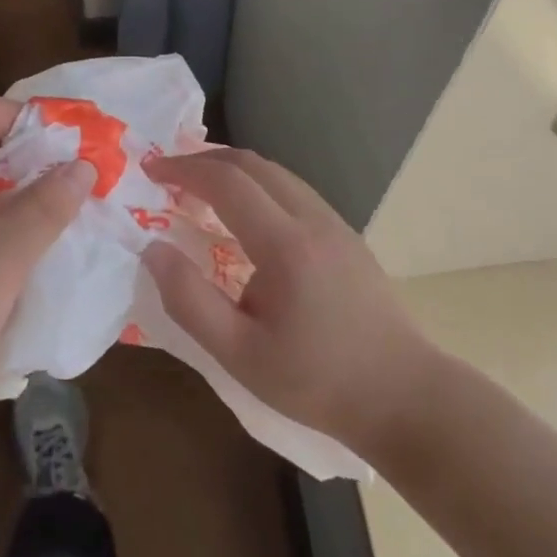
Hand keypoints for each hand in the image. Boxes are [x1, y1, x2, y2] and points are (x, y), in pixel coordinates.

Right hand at [141, 148, 438, 452]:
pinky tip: (246, 216)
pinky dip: (258, 186)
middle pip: (253, 164)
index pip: (227, 181)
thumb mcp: (239, 355)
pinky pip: (294, 191)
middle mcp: (312, 219)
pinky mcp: (347, 237)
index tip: (151, 172)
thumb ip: (189, 300)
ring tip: (200, 189)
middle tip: (169, 174)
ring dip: (233, 170)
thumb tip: (153, 250)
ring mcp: (336, 224)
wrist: (405, 397)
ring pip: (277, 173)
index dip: (184, 169)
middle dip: (205, 160)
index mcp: (285, 244)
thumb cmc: (317, 381)